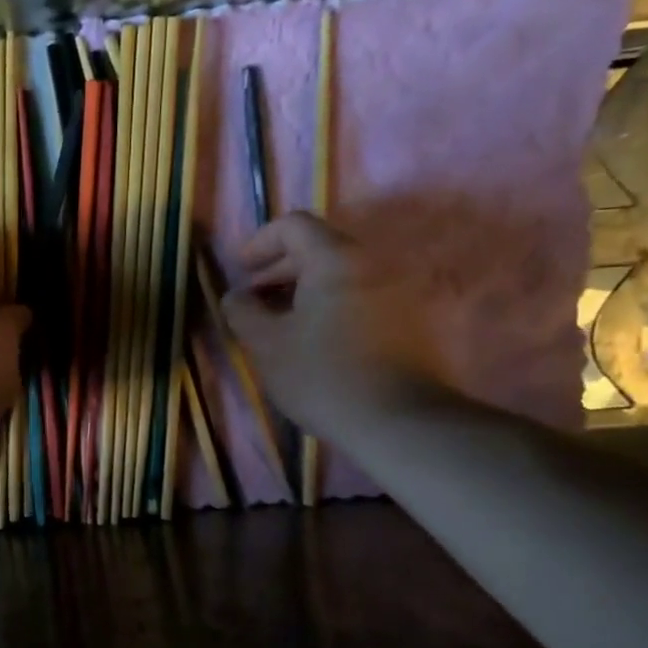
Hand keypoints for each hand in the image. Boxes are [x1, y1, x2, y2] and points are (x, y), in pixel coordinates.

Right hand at [221, 212, 438, 438]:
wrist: (399, 421)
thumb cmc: (323, 376)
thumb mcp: (266, 344)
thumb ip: (243, 311)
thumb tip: (236, 295)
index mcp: (335, 260)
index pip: (293, 226)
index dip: (260, 243)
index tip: (241, 270)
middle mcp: (373, 263)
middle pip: (319, 248)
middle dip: (280, 269)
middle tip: (255, 301)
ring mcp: (398, 291)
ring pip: (341, 276)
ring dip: (305, 291)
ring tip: (282, 324)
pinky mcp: (410, 320)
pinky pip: (361, 297)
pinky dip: (332, 306)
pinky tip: (316, 340)